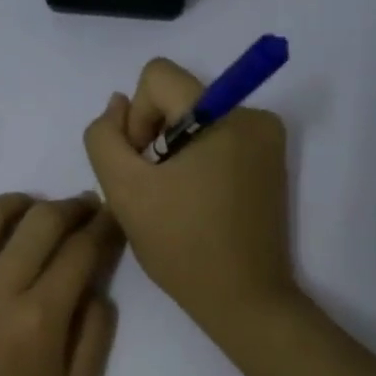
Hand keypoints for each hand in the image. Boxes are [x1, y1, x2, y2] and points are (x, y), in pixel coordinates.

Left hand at [0, 193, 121, 375]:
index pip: (81, 250)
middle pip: (42, 221)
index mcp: (42, 317)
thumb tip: (96, 286)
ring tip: (34, 210)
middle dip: (72, 206)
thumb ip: (97, 333)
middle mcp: (0, 288)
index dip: (104, 226)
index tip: (112, 217)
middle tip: (83, 207)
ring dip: (20, 202)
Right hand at [84, 58, 297, 336]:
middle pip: (177, 100)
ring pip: (195, 123)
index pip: (157, 77)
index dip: (136, 117)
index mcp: (224, 114)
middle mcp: (253, 115)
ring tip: (174, 202)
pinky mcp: (270, 164)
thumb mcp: (125, 191)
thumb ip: (105, 139)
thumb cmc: (182, 246)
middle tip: (153, 190)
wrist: (243, 299)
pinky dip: (197, 165)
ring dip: (173, 155)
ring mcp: (267, 141)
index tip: (142, 164)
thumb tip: (117, 105)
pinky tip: (194, 204)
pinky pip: (217, 143)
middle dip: (154, 139)